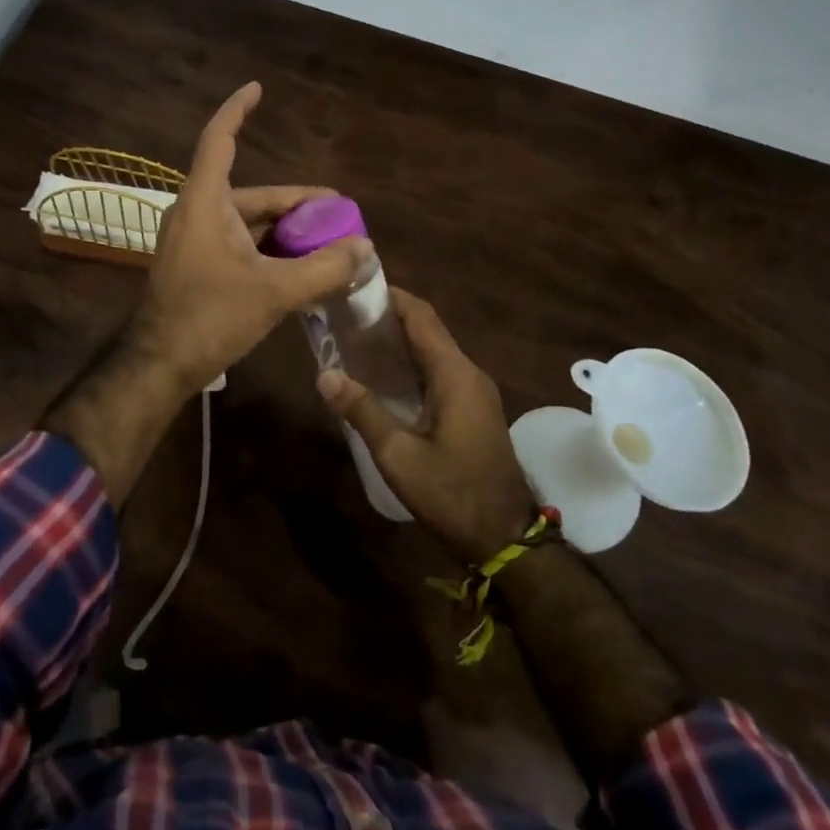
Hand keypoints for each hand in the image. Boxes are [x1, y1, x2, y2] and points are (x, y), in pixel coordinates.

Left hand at [131, 81, 370, 397]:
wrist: (159, 365)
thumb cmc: (209, 317)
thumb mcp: (274, 292)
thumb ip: (323, 269)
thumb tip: (364, 249)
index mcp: (206, 202)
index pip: (220, 140)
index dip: (238, 110)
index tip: (257, 88)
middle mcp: (197, 213)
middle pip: (252, 192)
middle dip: (296, 202)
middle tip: (338, 212)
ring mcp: (195, 241)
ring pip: (249, 223)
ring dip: (286, 230)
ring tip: (328, 242)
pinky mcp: (197, 266)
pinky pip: (240, 244)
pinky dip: (269, 250)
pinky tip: (299, 267)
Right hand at [317, 288, 537, 563]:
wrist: (505, 539)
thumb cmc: (452, 494)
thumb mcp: (398, 455)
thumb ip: (363, 411)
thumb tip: (324, 374)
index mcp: (455, 374)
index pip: (421, 317)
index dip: (390, 297)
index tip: (354, 289)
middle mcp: (469, 373)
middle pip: (428, 328)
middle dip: (389, 316)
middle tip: (345, 315)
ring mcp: (475, 391)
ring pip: (434, 349)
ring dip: (400, 340)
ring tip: (355, 339)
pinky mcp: (474, 408)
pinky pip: (440, 370)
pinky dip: (412, 362)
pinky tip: (383, 376)